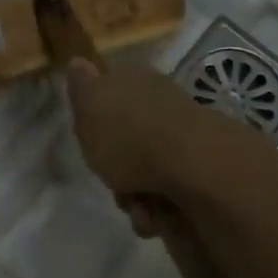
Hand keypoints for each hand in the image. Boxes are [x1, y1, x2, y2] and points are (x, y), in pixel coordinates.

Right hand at [64, 58, 242, 231]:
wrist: (190, 165)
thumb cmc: (129, 136)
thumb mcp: (89, 107)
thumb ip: (81, 88)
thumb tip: (78, 61)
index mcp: (135, 83)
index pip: (109, 99)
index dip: (97, 127)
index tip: (91, 145)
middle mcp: (160, 107)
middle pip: (126, 146)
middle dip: (116, 174)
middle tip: (114, 184)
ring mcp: (182, 140)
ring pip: (145, 175)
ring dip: (135, 199)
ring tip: (139, 208)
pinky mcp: (199, 171)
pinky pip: (168, 195)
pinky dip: (158, 210)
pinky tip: (157, 216)